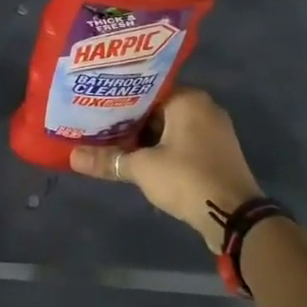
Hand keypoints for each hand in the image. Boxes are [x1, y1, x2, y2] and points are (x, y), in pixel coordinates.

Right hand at [70, 88, 261, 252]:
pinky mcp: (217, 153)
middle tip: (98, 125)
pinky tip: (139, 159)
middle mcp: (204, 107)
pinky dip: (162, 149)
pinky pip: (182, 142)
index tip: (94, 105)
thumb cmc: (187, 178)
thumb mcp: (142, 168)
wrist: (234, 217)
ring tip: (112, 142)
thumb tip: (72, 157)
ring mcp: (214, 131)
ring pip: (169, 127)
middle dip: (130, 120)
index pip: (146, 89)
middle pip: (157, 108)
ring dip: (146, 137)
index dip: (118, 98)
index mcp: (189, 99)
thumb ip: (108, 159)